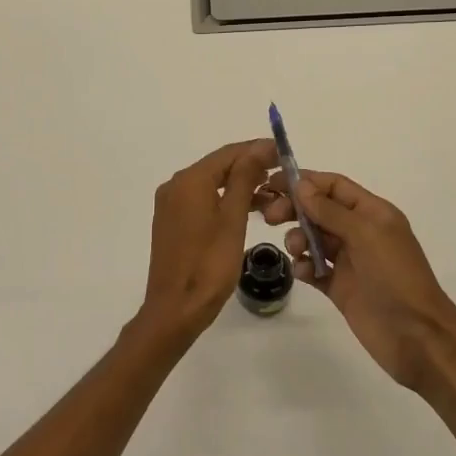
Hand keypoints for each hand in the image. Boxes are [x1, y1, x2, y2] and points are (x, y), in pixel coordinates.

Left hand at [139, 139, 276, 339]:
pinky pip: (203, 200)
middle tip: (283, 174)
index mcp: (189, 181)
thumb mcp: (233, 219)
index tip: (284, 153)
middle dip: (251, 167)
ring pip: (211, 184)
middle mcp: (175, 186)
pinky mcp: (173, 222)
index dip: (257, 150)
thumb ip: (245, 178)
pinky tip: (249, 209)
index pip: (228, 153)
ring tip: (273, 193)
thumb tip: (260, 147)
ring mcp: (171, 205)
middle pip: (218, 166)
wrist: (176, 309)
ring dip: (240, 185)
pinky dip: (225, 200)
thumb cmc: (209, 265)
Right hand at [259, 170, 455, 390]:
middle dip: (294, 209)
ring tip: (296, 251)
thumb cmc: (395, 276)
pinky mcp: (339, 287)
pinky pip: (314, 268)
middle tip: (270, 217)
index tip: (273, 183)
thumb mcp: (366, 235)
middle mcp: (360, 232)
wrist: (415, 335)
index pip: (334, 186)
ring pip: (313, 238)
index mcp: (372, 213)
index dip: (305, 182)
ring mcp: (349, 261)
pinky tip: (303, 272)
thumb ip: (331, 210)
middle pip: (319, 210)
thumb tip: (301, 185)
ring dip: (298, 238)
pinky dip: (304, 266)